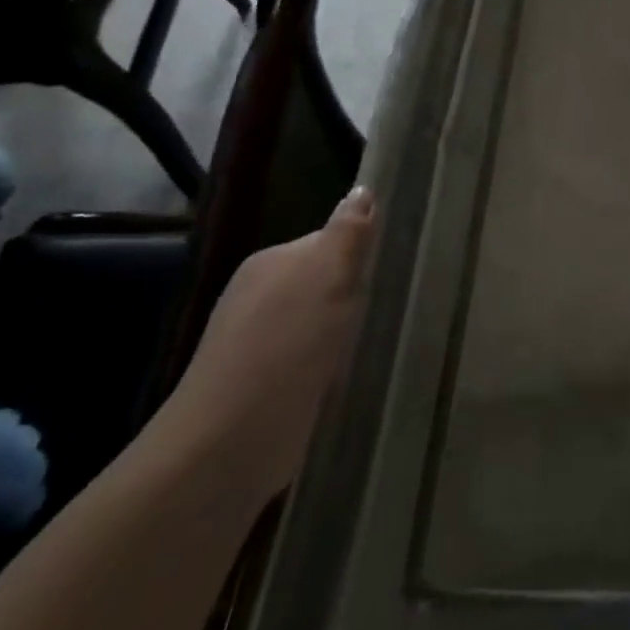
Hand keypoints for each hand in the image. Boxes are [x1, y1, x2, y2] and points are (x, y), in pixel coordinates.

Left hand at [156, 187, 375, 504]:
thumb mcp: (329, 275)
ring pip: (320, 323)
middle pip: (324, 282)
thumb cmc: (288, 344)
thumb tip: (363, 189)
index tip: (398, 268)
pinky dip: (335, 365)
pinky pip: (313, 360)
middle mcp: (259, 297)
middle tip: (397, 304)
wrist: (231, 439)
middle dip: (358, 293)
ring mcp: (258, 344)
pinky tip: (355, 374)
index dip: (363, 253)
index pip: (329, 241)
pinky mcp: (265, 387)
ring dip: (349, 331)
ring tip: (384, 340)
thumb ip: (348, 233)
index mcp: (271, 262)